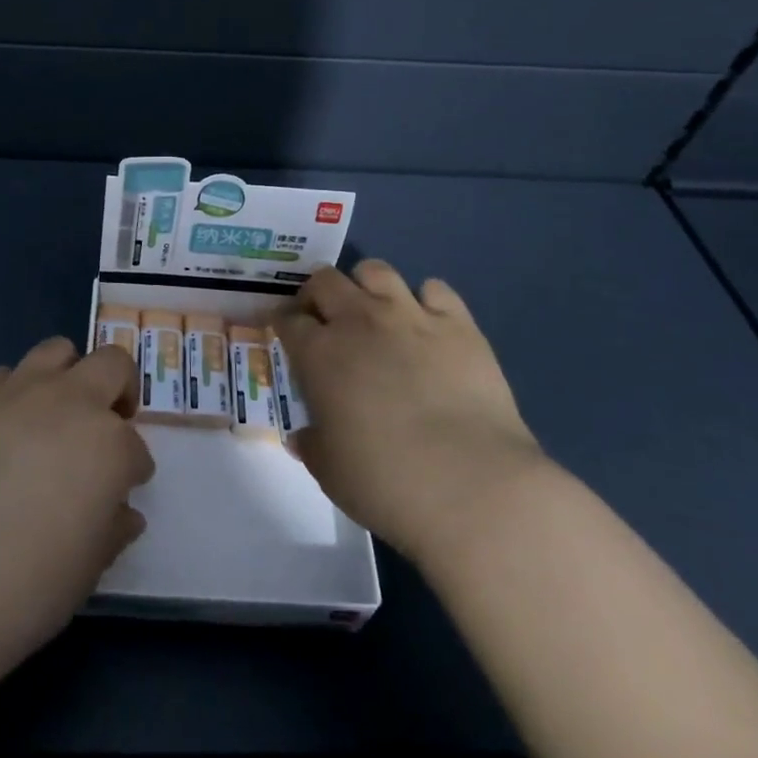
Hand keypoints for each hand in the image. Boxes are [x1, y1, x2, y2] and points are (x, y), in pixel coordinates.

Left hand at [0, 337, 153, 662]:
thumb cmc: (28, 586)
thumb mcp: (89, 568)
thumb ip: (112, 528)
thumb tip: (121, 512)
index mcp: (110, 444)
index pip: (136, 446)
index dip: (132, 469)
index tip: (122, 489)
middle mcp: (71, 402)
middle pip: (112, 364)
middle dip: (119, 390)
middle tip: (107, 424)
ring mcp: (19, 392)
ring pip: (57, 350)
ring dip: (67, 375)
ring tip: (56, 412)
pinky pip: (2, 375)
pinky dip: (12, 392)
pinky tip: (2, 427)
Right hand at [276, 261, 544, 560]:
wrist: (473, 487)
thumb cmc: (386, 483)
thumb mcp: (329, 471)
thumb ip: (311, 444)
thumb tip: (302, 436)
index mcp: (319, 353)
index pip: (288, 318)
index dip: (283, 323)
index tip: (287, 335)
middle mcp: (358, 321)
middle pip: (325, 280)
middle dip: (318, 295)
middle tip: (325, 320)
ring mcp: (410, 316)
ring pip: (376, 270)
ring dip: (366, 286)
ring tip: (374, 312)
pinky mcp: (458, 324)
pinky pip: (435, 288)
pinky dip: (426, 300)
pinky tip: (428, 324)